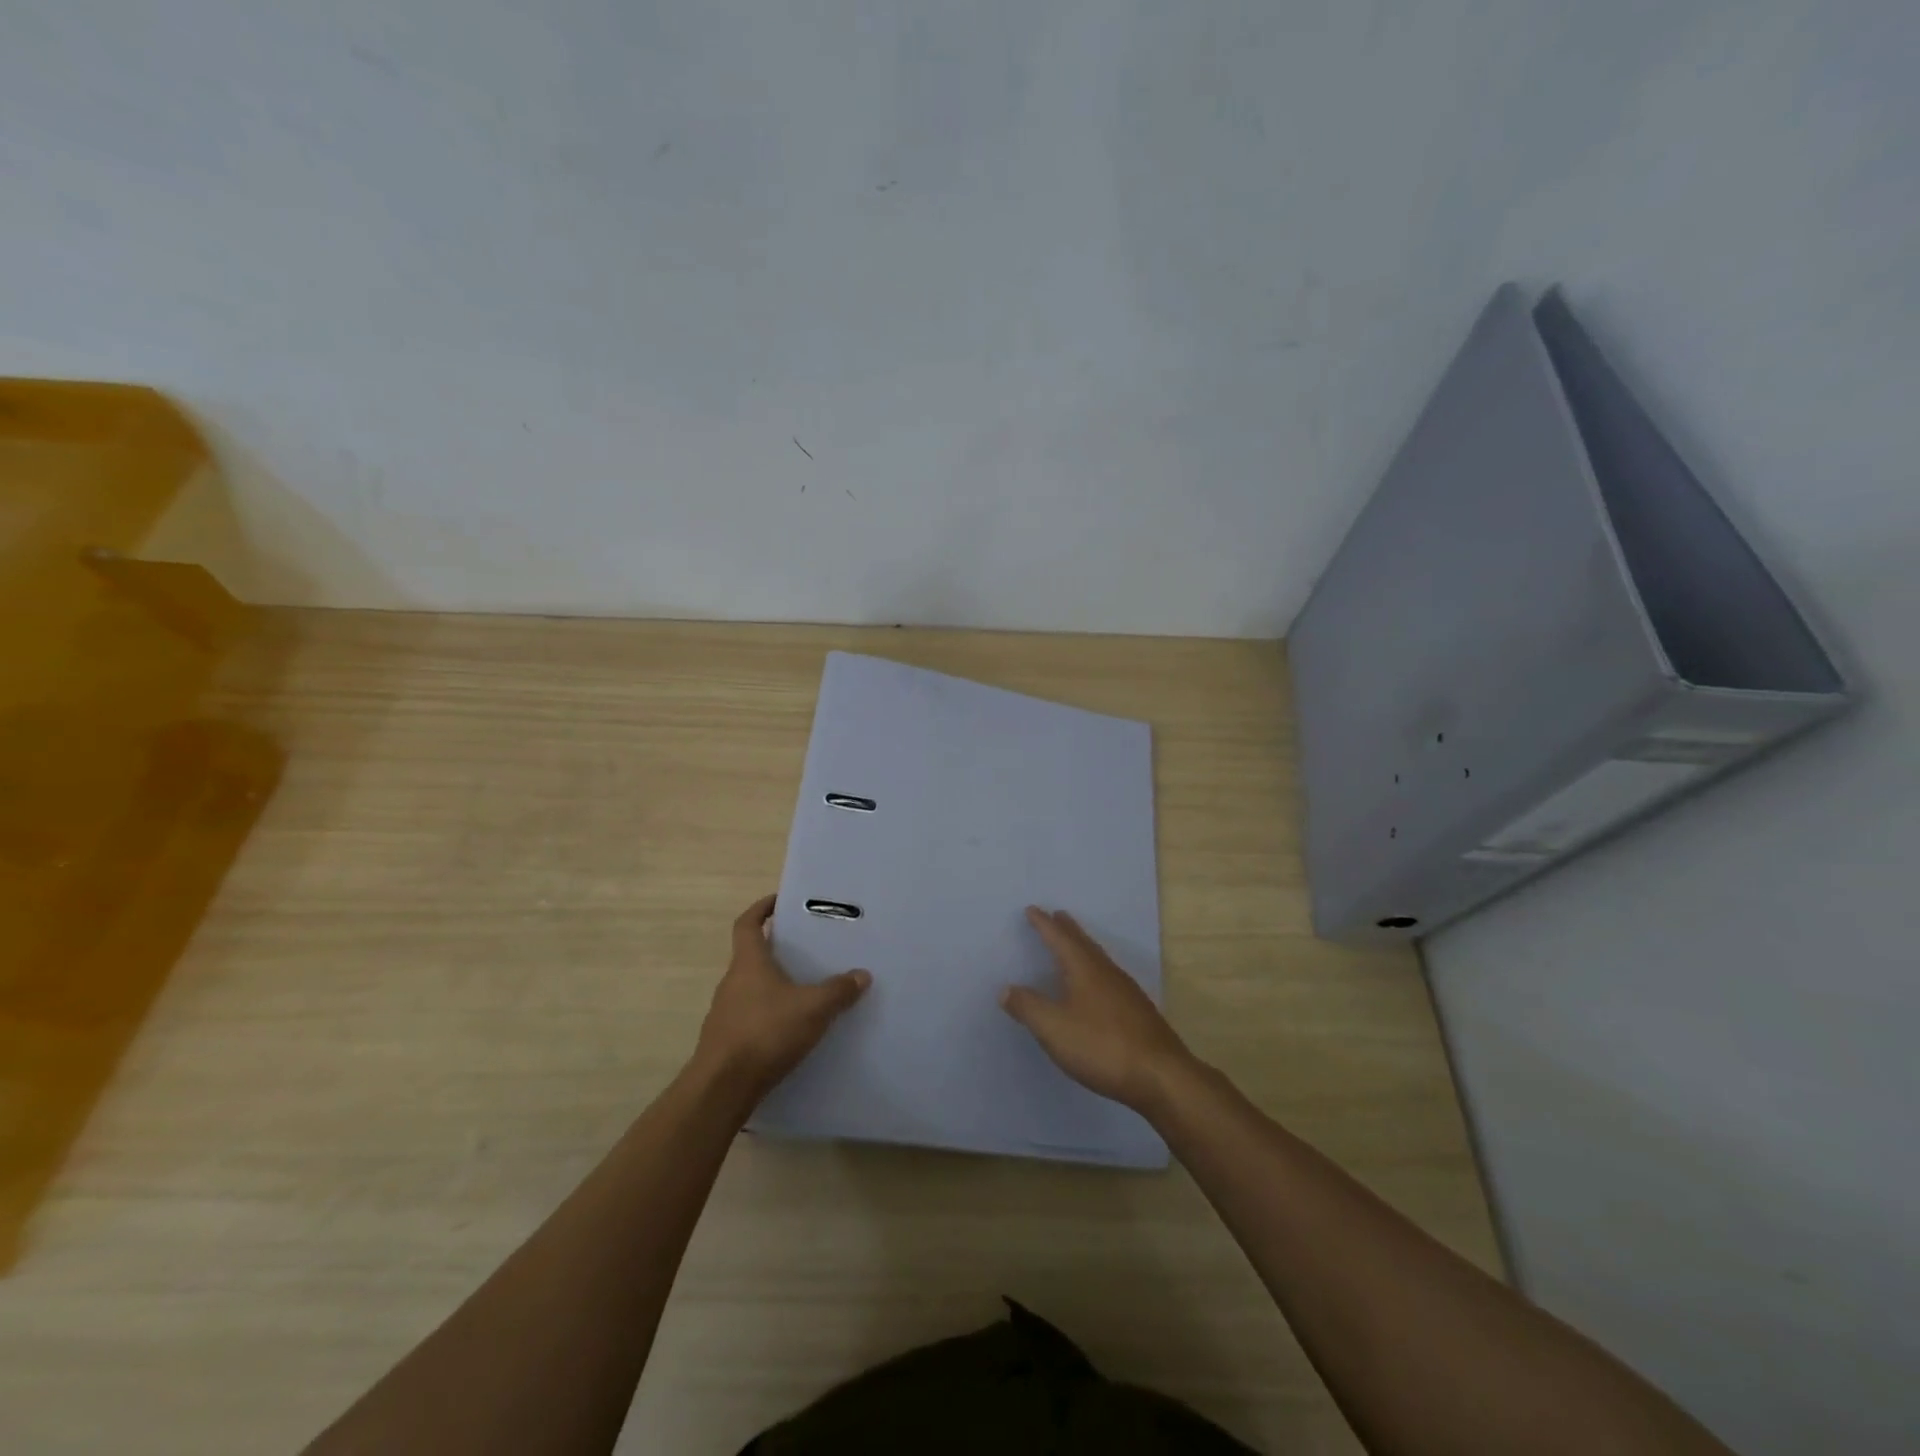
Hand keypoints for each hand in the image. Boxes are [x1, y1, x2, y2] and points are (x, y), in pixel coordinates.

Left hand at [694, 894, 869, 1101]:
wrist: (722, 1087)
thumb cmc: (766, 1032)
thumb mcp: (813, 1008)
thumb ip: (838, 991)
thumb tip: (862, 974)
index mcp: (749, 962)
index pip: (747, 924)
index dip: (761, 909)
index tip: (778, 901)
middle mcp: (732, 981)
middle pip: (750, 956)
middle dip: (774, 950)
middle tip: (804, 950)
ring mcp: (724, 1012)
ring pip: (750, 988)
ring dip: (771, 985)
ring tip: (802, 991)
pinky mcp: (725, 1040)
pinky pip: (749, 1016)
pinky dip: (767, 1014)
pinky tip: (788, 1030)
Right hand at [1001, 907, 1196, 1116]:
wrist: (1161, 1076)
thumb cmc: (1101, 1046)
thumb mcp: (1054, 1028)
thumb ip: (1028, 1007)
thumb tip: (1006, 988)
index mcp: (1085, 970)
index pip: (1060, 939)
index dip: (1044, 925)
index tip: (1032, 909)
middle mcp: (1107, 973)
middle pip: (1084, 943)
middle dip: (1068, 929)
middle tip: (1057, 915)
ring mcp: (1126, 991)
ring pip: (1099, 959)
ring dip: (1083, 947)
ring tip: (1074, 944)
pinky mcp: (1137, 1011)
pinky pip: (1109, 977)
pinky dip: (1095, 970)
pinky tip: (1097, 986)